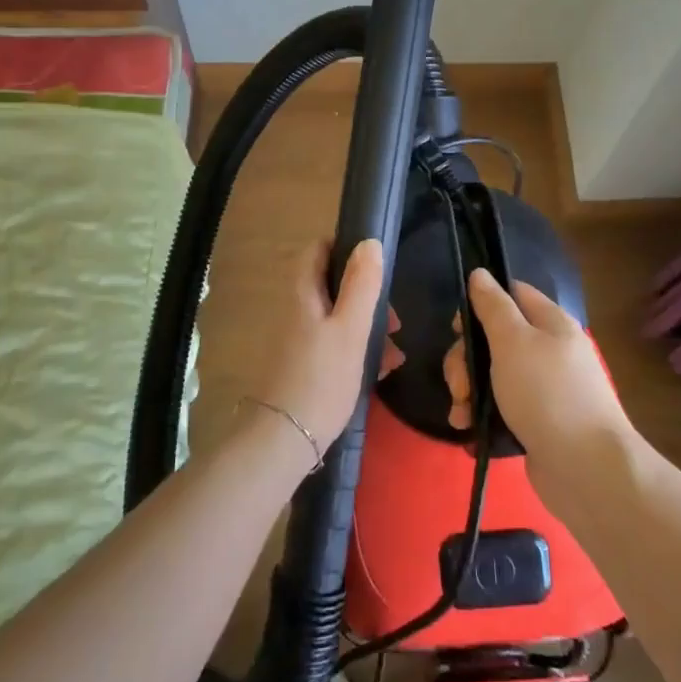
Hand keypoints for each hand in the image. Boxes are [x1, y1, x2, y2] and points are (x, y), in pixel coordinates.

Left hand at [247, 239, 399, 466]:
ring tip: (394, 350)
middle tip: (394, 319)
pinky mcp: (304, 365)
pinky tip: (381, 369)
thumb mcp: (351, 329)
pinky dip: (358, 349)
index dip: (345, 247)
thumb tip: (369, 242)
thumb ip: (361, 285)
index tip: (375, 264)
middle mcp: (296, 310)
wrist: (285, 439)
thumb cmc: (322, 378)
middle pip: (333, 285)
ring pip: (338, 317)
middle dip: (367, 296)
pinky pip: (335, 344)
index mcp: (303, 293)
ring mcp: (298, 339)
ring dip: (368, 326)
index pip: (317, 249)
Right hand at [443, 270, 630, 461]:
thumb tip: (480, 273)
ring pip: (494, 376)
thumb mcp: (513, 341)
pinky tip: (468, 431)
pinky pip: (501, 408)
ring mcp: (545, 389)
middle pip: (496, 339)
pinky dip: (482, 416)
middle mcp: (551, 351)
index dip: (480, 304)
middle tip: (458, 384)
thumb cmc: (547, 393)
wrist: (586, 469)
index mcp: (552, 323)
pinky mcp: (538, 423)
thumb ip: (493, 306)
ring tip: (460, 414)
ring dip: (468, 391)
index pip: (512, 294)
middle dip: (466, 360)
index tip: (457, 329)